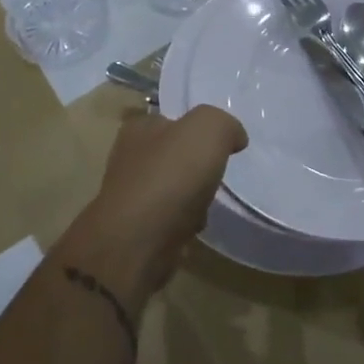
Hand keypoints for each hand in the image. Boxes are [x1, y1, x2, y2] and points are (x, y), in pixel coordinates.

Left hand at [65, 106, 247, 301]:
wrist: (137, 244)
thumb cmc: (170, 176)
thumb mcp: (208, 128)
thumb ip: (224, 124)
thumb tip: (234, 137)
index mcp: (139, 128)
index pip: (169, 119)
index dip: (194, 129)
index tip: (217, 144)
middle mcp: (129, 158)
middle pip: (173, 156)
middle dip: (196, 167)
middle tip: (216, 174)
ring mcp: (129, 196)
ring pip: (173, 189)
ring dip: (193, 198)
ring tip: (207, 204)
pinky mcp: (134, 231)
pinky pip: (169, 220)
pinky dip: (183, 224)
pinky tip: (193, 228)